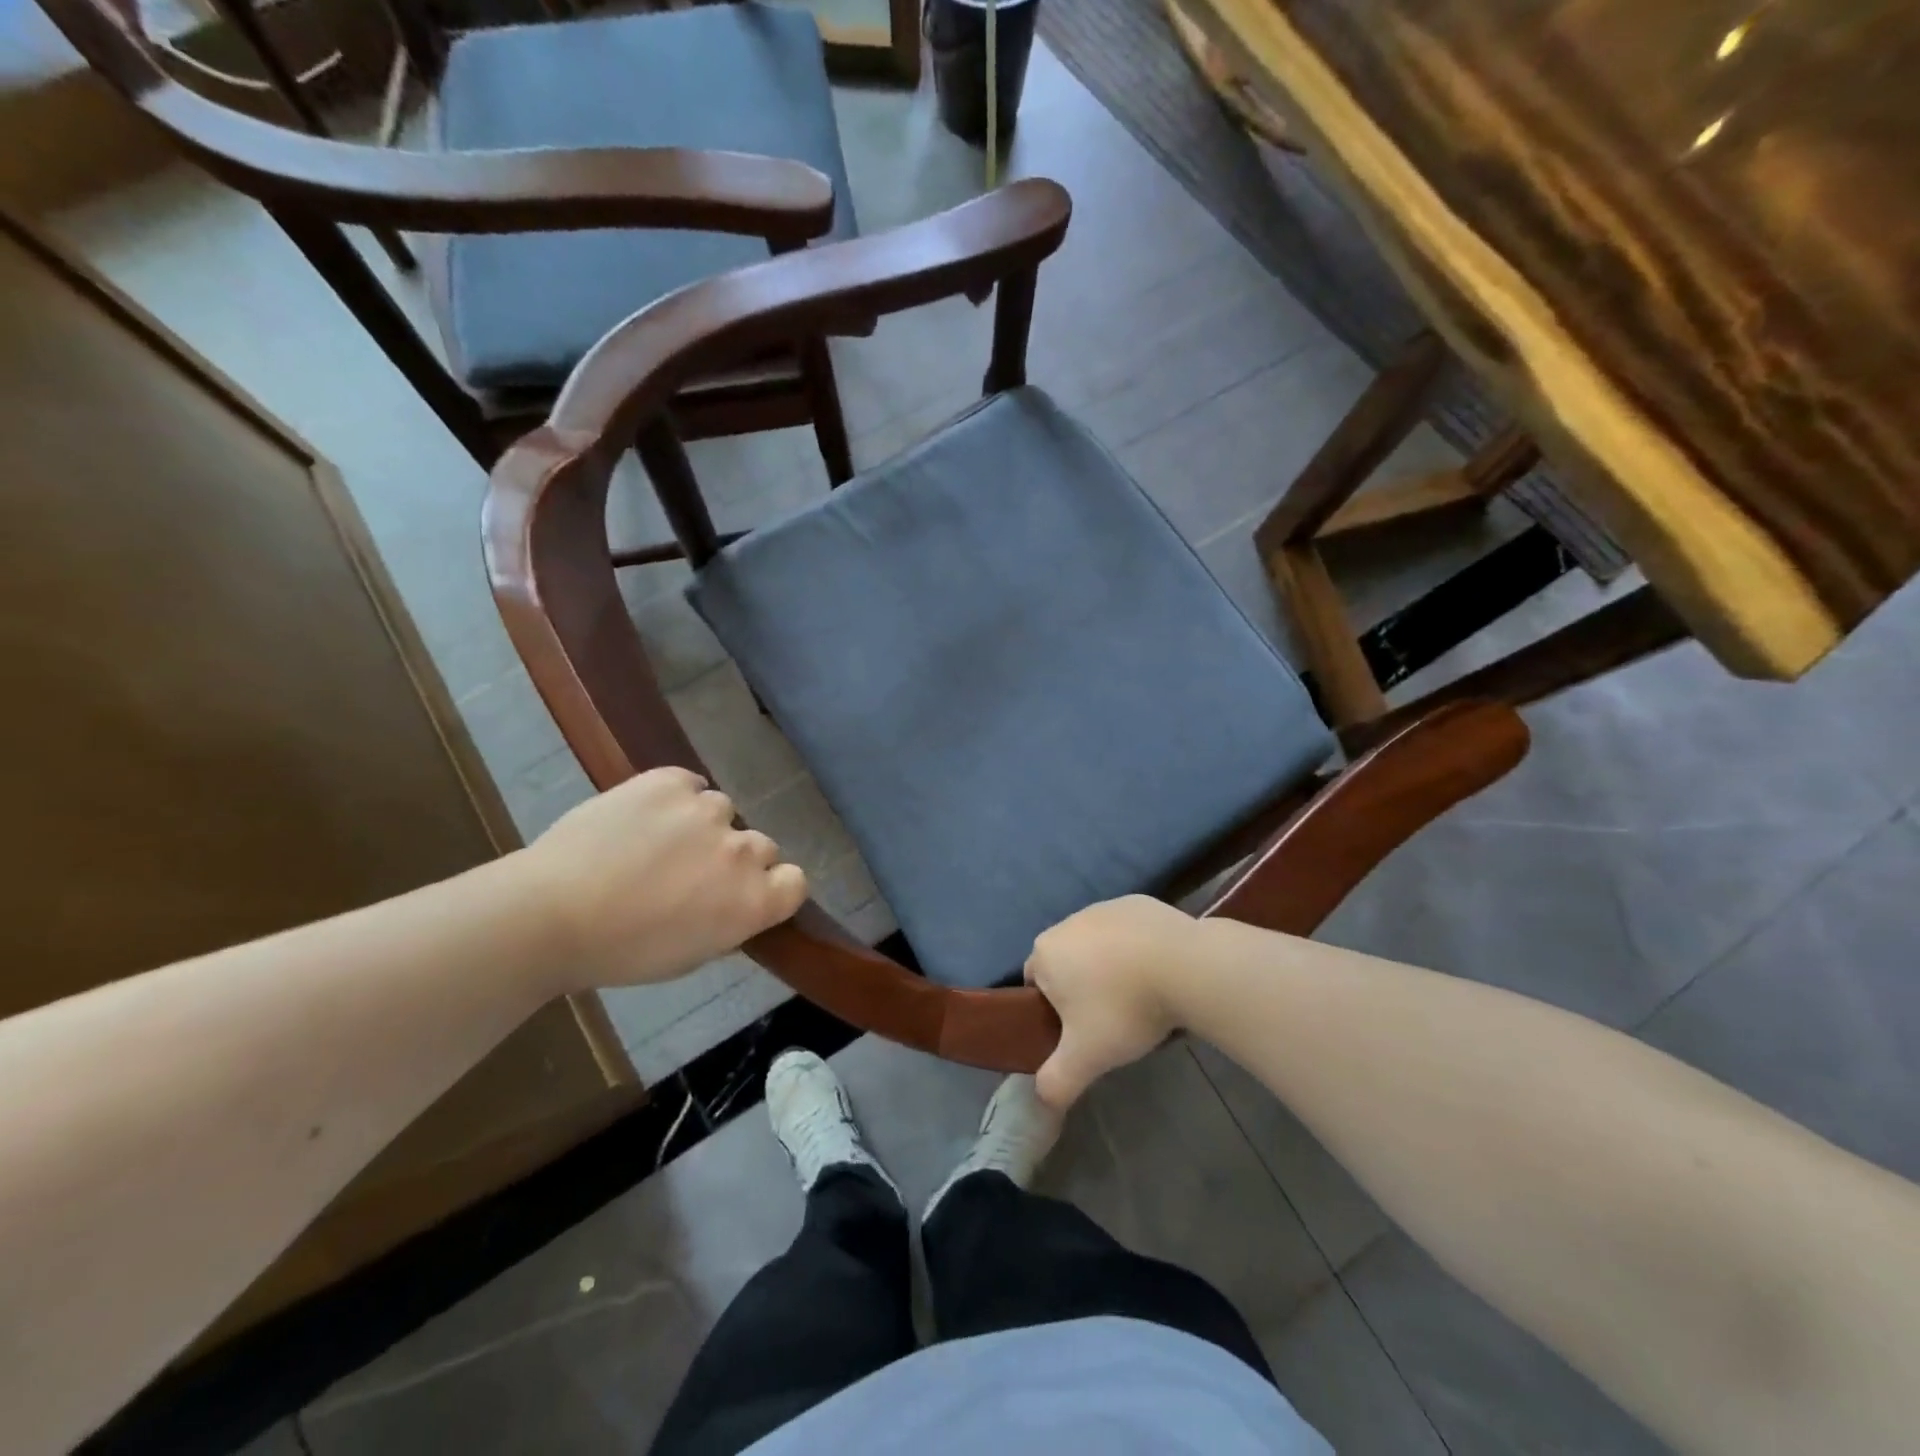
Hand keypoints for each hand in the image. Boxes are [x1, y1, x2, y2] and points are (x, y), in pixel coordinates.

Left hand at [521, 767, 806, 991]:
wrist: (549, 913)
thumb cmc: (620, 952)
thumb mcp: (690, 955)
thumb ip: (728, 922)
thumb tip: (733, 901)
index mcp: (753, 901)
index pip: (795, 881)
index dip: (773, 886)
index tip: (743, 894)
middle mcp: (742, 851)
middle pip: (761, 845)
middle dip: (734, 858)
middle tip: (690, 872)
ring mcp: (708, 810)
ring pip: (722, 811)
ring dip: (702, 826)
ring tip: (656, 841)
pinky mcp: (670, 781)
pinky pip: (689, 785)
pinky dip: (674, 798)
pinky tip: (642, 817)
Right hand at [1023, 895, 1199, 1109]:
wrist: (1185, 966)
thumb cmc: (1124, 1008)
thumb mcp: (1086, 1058)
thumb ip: (1055, 1083)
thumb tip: (1039, 1101)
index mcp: (1045, 952)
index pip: (1035, 984)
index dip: (1054, 1011)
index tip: (1080, 1032)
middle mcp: (1068, 922)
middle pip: (1066, 961)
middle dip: (1083, 988)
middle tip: (1111, 1020)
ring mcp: (1105, 907)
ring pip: (1097, 945)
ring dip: (1110, 967)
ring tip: (1141, 997)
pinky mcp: (1139, 903)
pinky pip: (1128, 931)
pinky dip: (1137, 949)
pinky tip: (1160, 972)